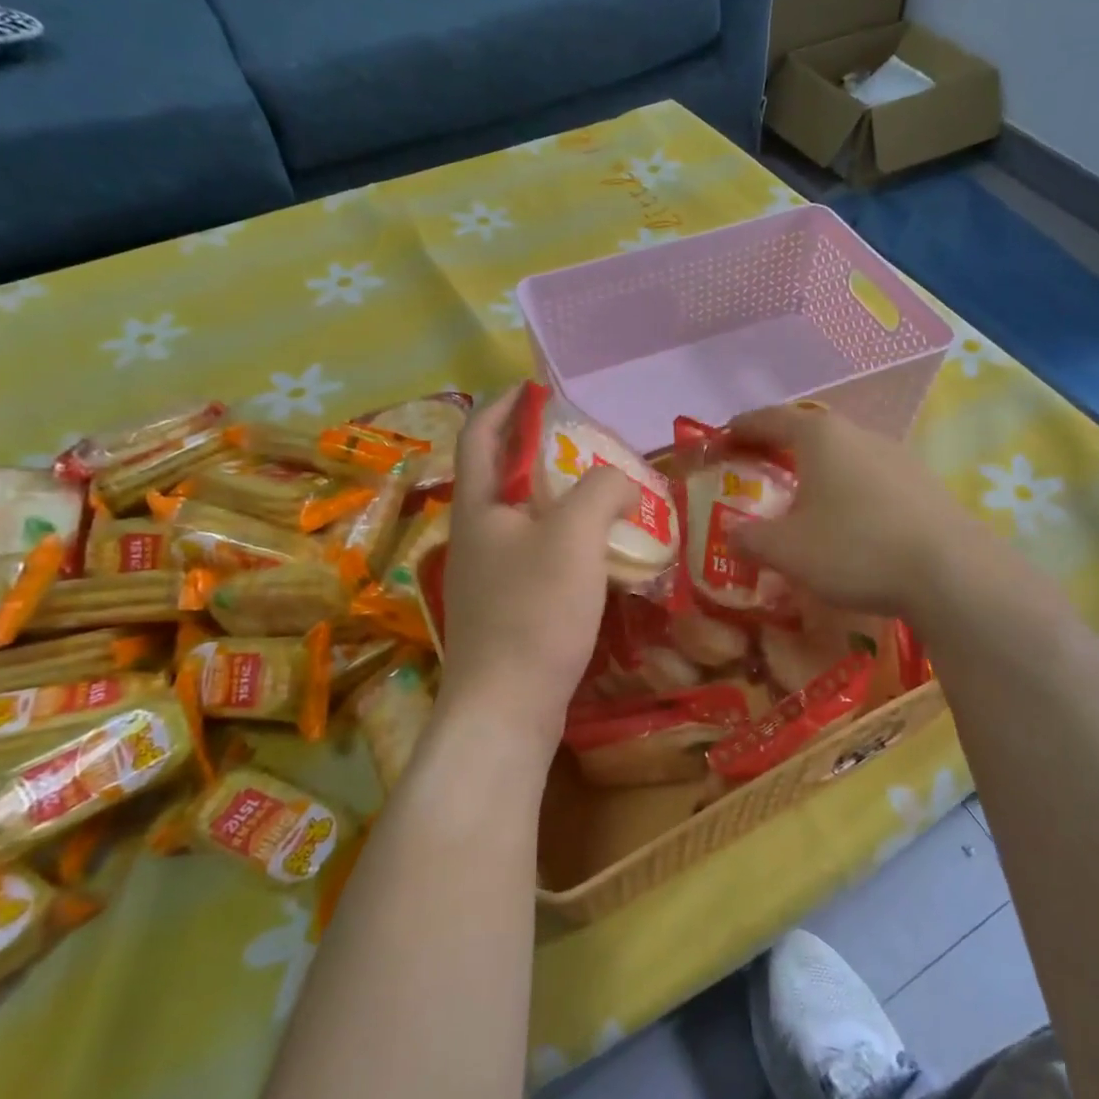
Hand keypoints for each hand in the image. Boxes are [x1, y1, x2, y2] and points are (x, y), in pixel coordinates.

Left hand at [438, 388, 635, 755]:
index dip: (506, 404)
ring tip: (606, 495)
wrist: (506, 710)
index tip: (538, 388)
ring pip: (526, 518)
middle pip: (504, 475)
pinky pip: (538, 556)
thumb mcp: (576, 536)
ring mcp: (488, 575)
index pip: (480, 434)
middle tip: (591, 445)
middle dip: (543, 452)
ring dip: (561, 499)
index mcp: (479, 506)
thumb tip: (622, 481)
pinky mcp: (507, 608)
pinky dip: (567, 540)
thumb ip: (602, 490)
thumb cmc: (534, 613)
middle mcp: (476, 535)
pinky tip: (601, 553)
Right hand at [726, 404, 1002, 620]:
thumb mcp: (787, 550)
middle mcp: (859, 434)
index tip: (721, 439)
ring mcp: (897, 456)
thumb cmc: (855, 549)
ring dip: (816, 470)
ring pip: (843, 454)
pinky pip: (871, 477)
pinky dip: (847, 488)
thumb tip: (731, 533)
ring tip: (801, 497)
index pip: (769, 419)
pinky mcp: (923, 483)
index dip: (741, 428)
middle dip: (778, 447)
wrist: (952, 572)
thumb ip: (749, 538)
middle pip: (808, 431)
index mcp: (820, 437)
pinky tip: (849, 521)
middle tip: (756, 469)